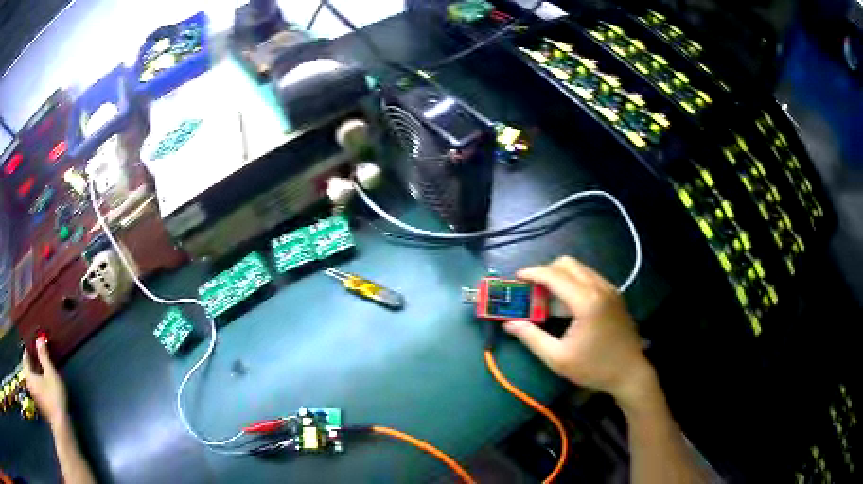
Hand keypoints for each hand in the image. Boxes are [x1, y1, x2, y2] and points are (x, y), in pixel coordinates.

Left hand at [22, 337, 68, 426]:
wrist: (61, 426)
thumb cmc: (54, 397)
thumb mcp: (50, 374)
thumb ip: (44, 356)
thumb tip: (39, 338)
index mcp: (28, 375)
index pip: (25, 358)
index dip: (28, 350)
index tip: (32, 346)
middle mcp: (29, 385)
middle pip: (27, 370)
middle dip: (30, 364)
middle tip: (35, 358)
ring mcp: (34, 398)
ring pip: (31, 382)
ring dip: (34, 375)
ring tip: (39, 372)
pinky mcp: (40, 407)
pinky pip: (35, 390)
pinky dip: (37, 385)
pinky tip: (43, 387)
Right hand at [503, 256, 655, 408]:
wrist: (630, 373)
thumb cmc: (594, 368)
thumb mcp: (558, 358)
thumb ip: (531, 338)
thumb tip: (509, 324)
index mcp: (586, 302)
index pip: (554, 275)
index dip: (533, 273)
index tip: (516, 277)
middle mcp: (599, 288)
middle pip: (568, 264)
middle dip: (546, 271)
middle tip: (532, 289)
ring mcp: (610, 289)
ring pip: (580, 268)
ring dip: (560, 276)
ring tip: (547, 297)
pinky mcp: (615, 295)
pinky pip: (590, 277)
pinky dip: (574, 281)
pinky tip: (567, 304)